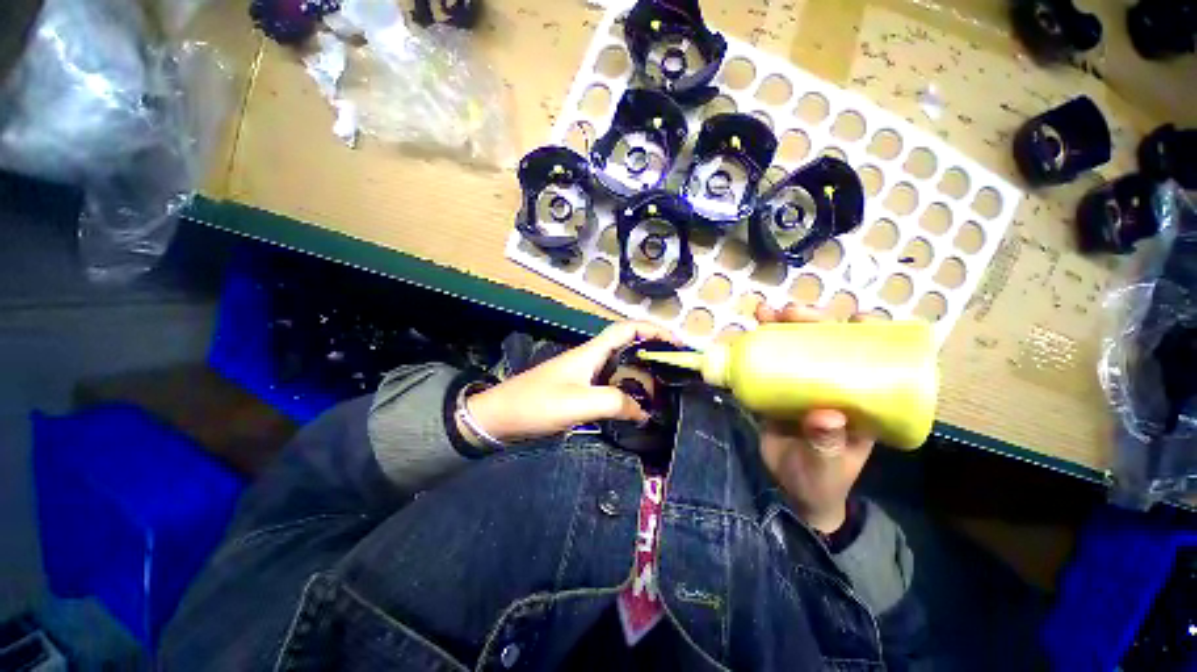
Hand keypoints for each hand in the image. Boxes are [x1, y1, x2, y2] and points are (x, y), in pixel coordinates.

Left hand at [466, 321, 682, 442]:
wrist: (498, 417)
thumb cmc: (536, 404)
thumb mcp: (579, 403)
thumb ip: (614, 403)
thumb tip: (643, 412)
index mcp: (591, 352)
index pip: (627, 329)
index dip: (653, 330)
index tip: (676, 342)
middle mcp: (591, 359)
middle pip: (628, 348)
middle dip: (652, 355)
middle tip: (675, 374)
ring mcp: (584, 375)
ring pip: (620, 369)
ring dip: (641, 378)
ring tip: (662, 393)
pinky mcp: (578, 391)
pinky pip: (610, 386)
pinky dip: (626, 393)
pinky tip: (634, 408)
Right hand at [754, 303, 876, 533]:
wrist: (792, 491)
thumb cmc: (822, 481)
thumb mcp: (828, 467)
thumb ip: (827, 446)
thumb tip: (826, 415)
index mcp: (861, 400)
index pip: (874, 359)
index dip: (868, 334)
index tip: (853, 318)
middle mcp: (833, 385)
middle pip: (826, 345)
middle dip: (810, 322)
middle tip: (790, 313)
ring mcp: (801, 386)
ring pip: (794, 349)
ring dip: (780, 327)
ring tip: (764, 314)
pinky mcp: (775, 391)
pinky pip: (767, 364)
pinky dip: (756, 348)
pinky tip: (745, 336)